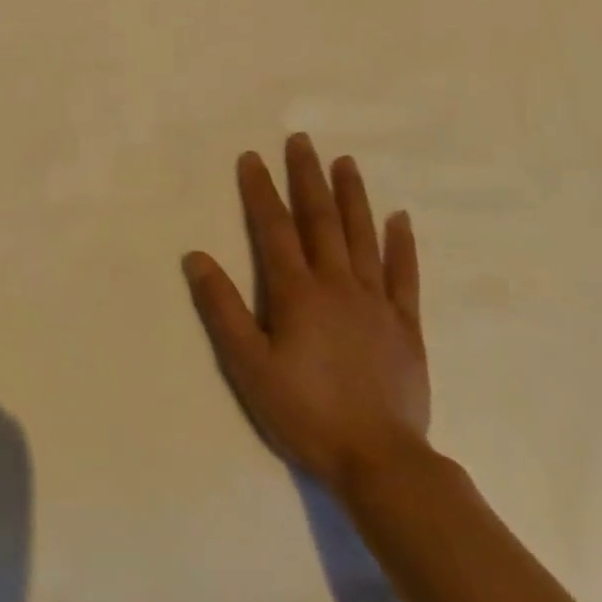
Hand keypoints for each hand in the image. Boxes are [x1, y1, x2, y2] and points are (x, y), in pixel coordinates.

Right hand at [183, 133, 428, 494]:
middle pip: (320, 220)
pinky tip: (399, 218)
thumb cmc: (304, 411)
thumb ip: (221, 308)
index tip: (252, 157)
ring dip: (352, 197)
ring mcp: (376, 303)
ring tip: (345, 162)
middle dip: (308, 178)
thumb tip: (196, 256)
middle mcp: (338, 285)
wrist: (380, 460)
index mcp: (297, 292)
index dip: (261, 191)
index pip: (274, 228)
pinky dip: (401, 244)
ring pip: (363, 237)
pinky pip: (404, 275)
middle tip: (302, 141)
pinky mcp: (405, 326)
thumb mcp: (248, 364)